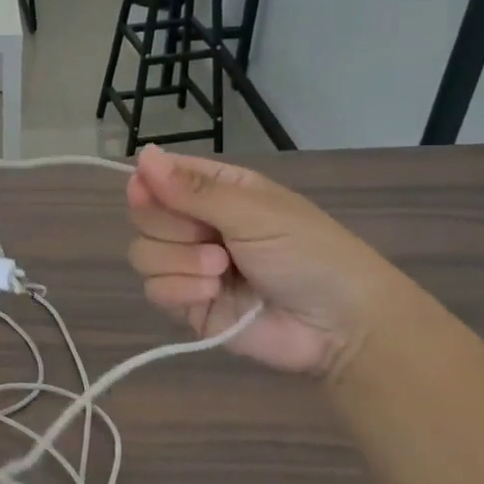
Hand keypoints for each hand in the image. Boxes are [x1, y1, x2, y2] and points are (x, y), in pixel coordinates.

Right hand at [126, 146, 416, 378]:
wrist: (341, 328)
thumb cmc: (309, 254)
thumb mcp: (255, 213)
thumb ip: (193, 190)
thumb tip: (143, 154)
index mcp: (215, 191)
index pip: (159, 176)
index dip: (147, 184)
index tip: (146, 191)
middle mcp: (196, 224)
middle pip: (143, 216)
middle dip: (172, 228)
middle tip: (211, 238)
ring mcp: (188, 266)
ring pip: (142, 253)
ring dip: (179, 262)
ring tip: (221, 271)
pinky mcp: (186, 303)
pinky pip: (153, 290)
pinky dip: (179, 291)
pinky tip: (212, 294)